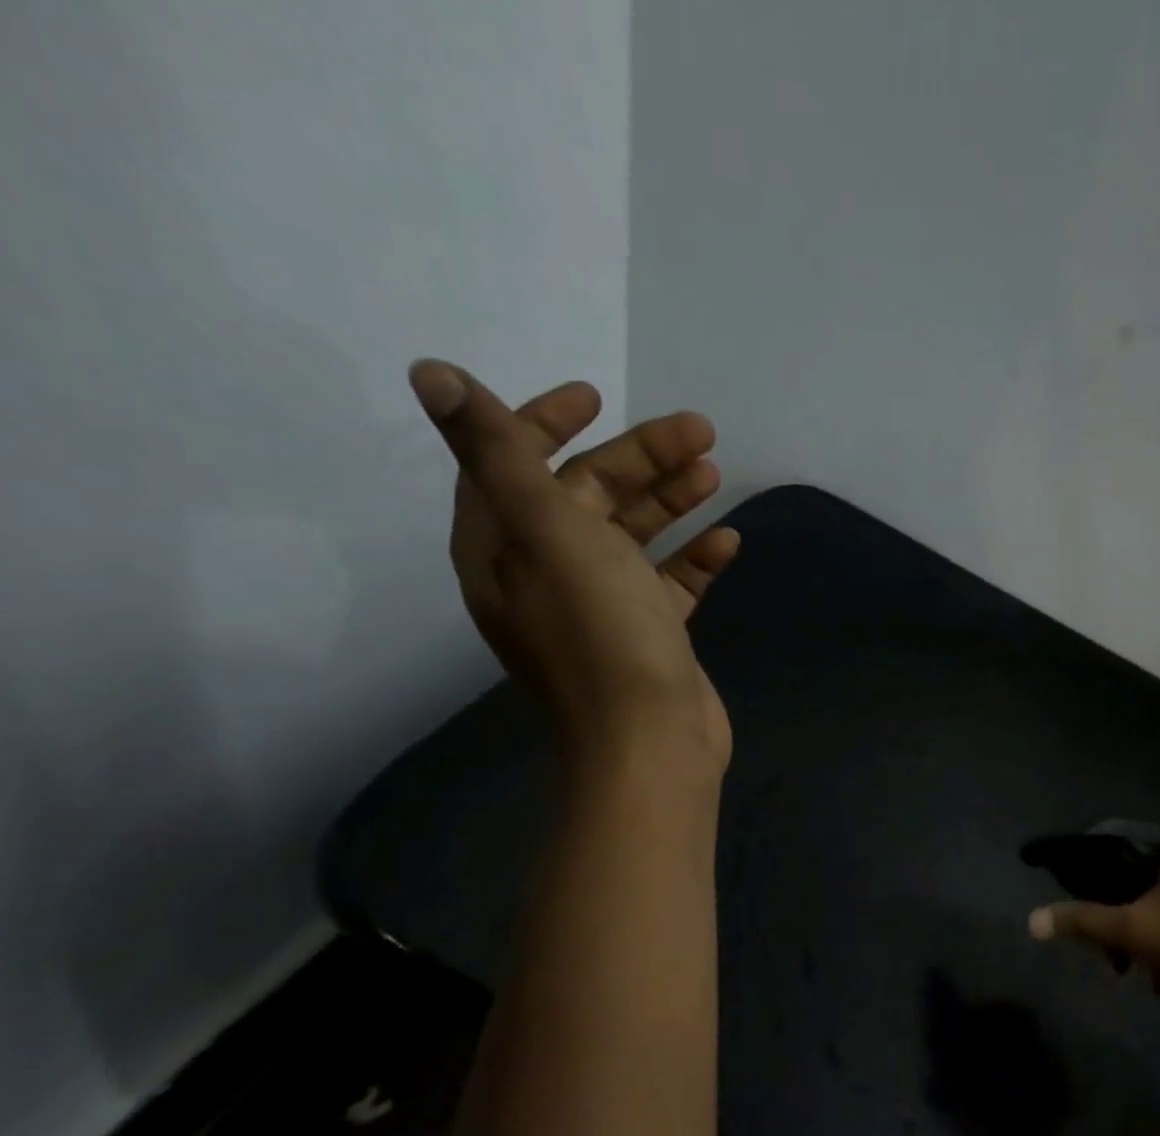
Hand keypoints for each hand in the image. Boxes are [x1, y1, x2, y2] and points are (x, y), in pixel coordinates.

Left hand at [410, 359, 738, 778]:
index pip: (510, 465)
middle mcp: (545, 575)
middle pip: (586, 496)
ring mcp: (601, 608)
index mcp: (504, 550)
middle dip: (639, 459)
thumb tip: (432, 372)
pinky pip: (668, 582)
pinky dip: (694, 559)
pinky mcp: (648, 634)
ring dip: (671, 501)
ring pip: (633, 536)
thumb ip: (499, 454)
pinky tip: (728, 542)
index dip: (545, 422)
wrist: (652, 740)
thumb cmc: (601, 633)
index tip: (596, 397)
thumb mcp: (549, 534)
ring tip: (714, 472)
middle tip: (699, 433)